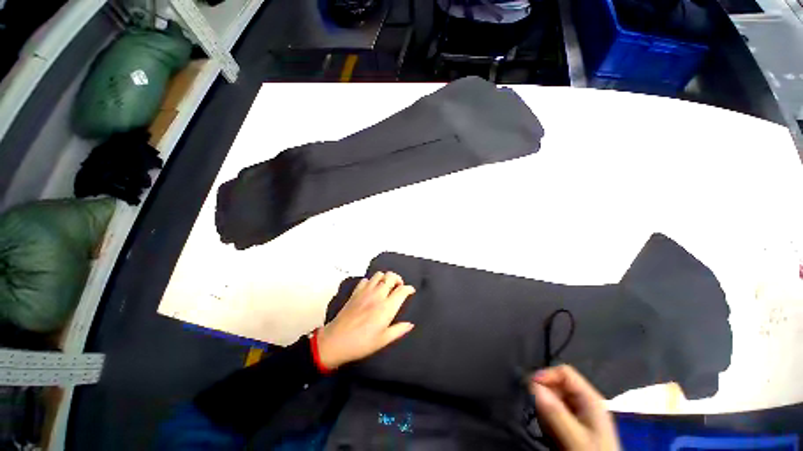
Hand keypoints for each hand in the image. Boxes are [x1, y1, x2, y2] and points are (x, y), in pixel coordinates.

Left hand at [317, 271, 415, 369]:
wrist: (335, 341)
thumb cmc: (362, 343)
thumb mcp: (383, 340)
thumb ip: (398, 330)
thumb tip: (410, 324)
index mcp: (387, 307)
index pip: (402, 290)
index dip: (409, 288)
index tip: (411, 291)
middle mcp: (377, 295)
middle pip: (391, 277)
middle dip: (398, 279)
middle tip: (399, 287)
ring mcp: (365, 292)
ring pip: (378, 275)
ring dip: (385, 278)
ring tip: (386, 287)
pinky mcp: (355, 292)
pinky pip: (365, 280)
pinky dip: (371, 281)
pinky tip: (371, 290)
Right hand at [530, 365, 619, 450]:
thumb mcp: (576, 437)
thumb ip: (555, 412)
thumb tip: (532, 385)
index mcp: (590, 398)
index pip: (564, 372)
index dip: (546, 376)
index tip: (530, 388)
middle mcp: (585, 402)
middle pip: (557, 385)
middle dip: (544, 396)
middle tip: (538, 413)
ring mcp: (580, 414)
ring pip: (553, 399)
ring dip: (545, 411)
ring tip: (547, 428)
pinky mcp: (573, 425)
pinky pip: (554, 413)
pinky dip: (548, 420)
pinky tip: (551, 434)